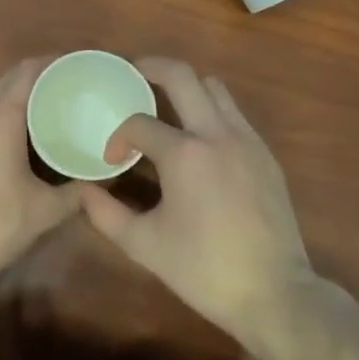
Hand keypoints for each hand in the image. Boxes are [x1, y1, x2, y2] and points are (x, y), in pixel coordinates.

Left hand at [0, 58, 81, 285]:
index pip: (29, 73)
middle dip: (42, 73)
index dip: (56, 63)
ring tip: (56, 100)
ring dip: (23, 90)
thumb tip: (109, 174)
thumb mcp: (46, 210)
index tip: (82, 65)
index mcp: (0, 121)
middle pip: (11, 77)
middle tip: (74, 82)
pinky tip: (28, 128)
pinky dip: (8, 108)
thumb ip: (80, 189)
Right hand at [79, 58, 313, 344]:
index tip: (112, 159)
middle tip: (131, 74)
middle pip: (182, 75)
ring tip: (166, 104)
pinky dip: (211, 110)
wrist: (274, 292)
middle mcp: (217, 133)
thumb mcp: (145, 246)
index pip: (139, 124)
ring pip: (214, 88)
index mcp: (185, 154)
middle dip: (151, 67)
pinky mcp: (265, 154)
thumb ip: (106, 214)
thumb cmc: (204, 270)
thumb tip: (84, 190)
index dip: (118, 137)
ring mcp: (247, 140)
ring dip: (186, 87)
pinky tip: (200, 139)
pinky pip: (234, 113)